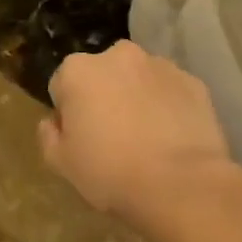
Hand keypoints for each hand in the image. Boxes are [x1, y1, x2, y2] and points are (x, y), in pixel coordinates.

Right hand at [38, 42, 241, 233]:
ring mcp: (159, 65)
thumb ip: (48, 135)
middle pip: (102, 75)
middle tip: (113, 137)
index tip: (80, 139)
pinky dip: (168, 106)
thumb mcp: (61, 163)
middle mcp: (118, 55)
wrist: (182, 186)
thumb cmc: (111, 173)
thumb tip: (53, 122)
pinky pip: (170, 91)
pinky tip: (172, 138)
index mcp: (78, 70)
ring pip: (138, 79)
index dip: (68, 113)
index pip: (62, 86)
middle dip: (104, 96)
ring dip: (136, 97)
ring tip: (147, 139)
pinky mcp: (193, 82)